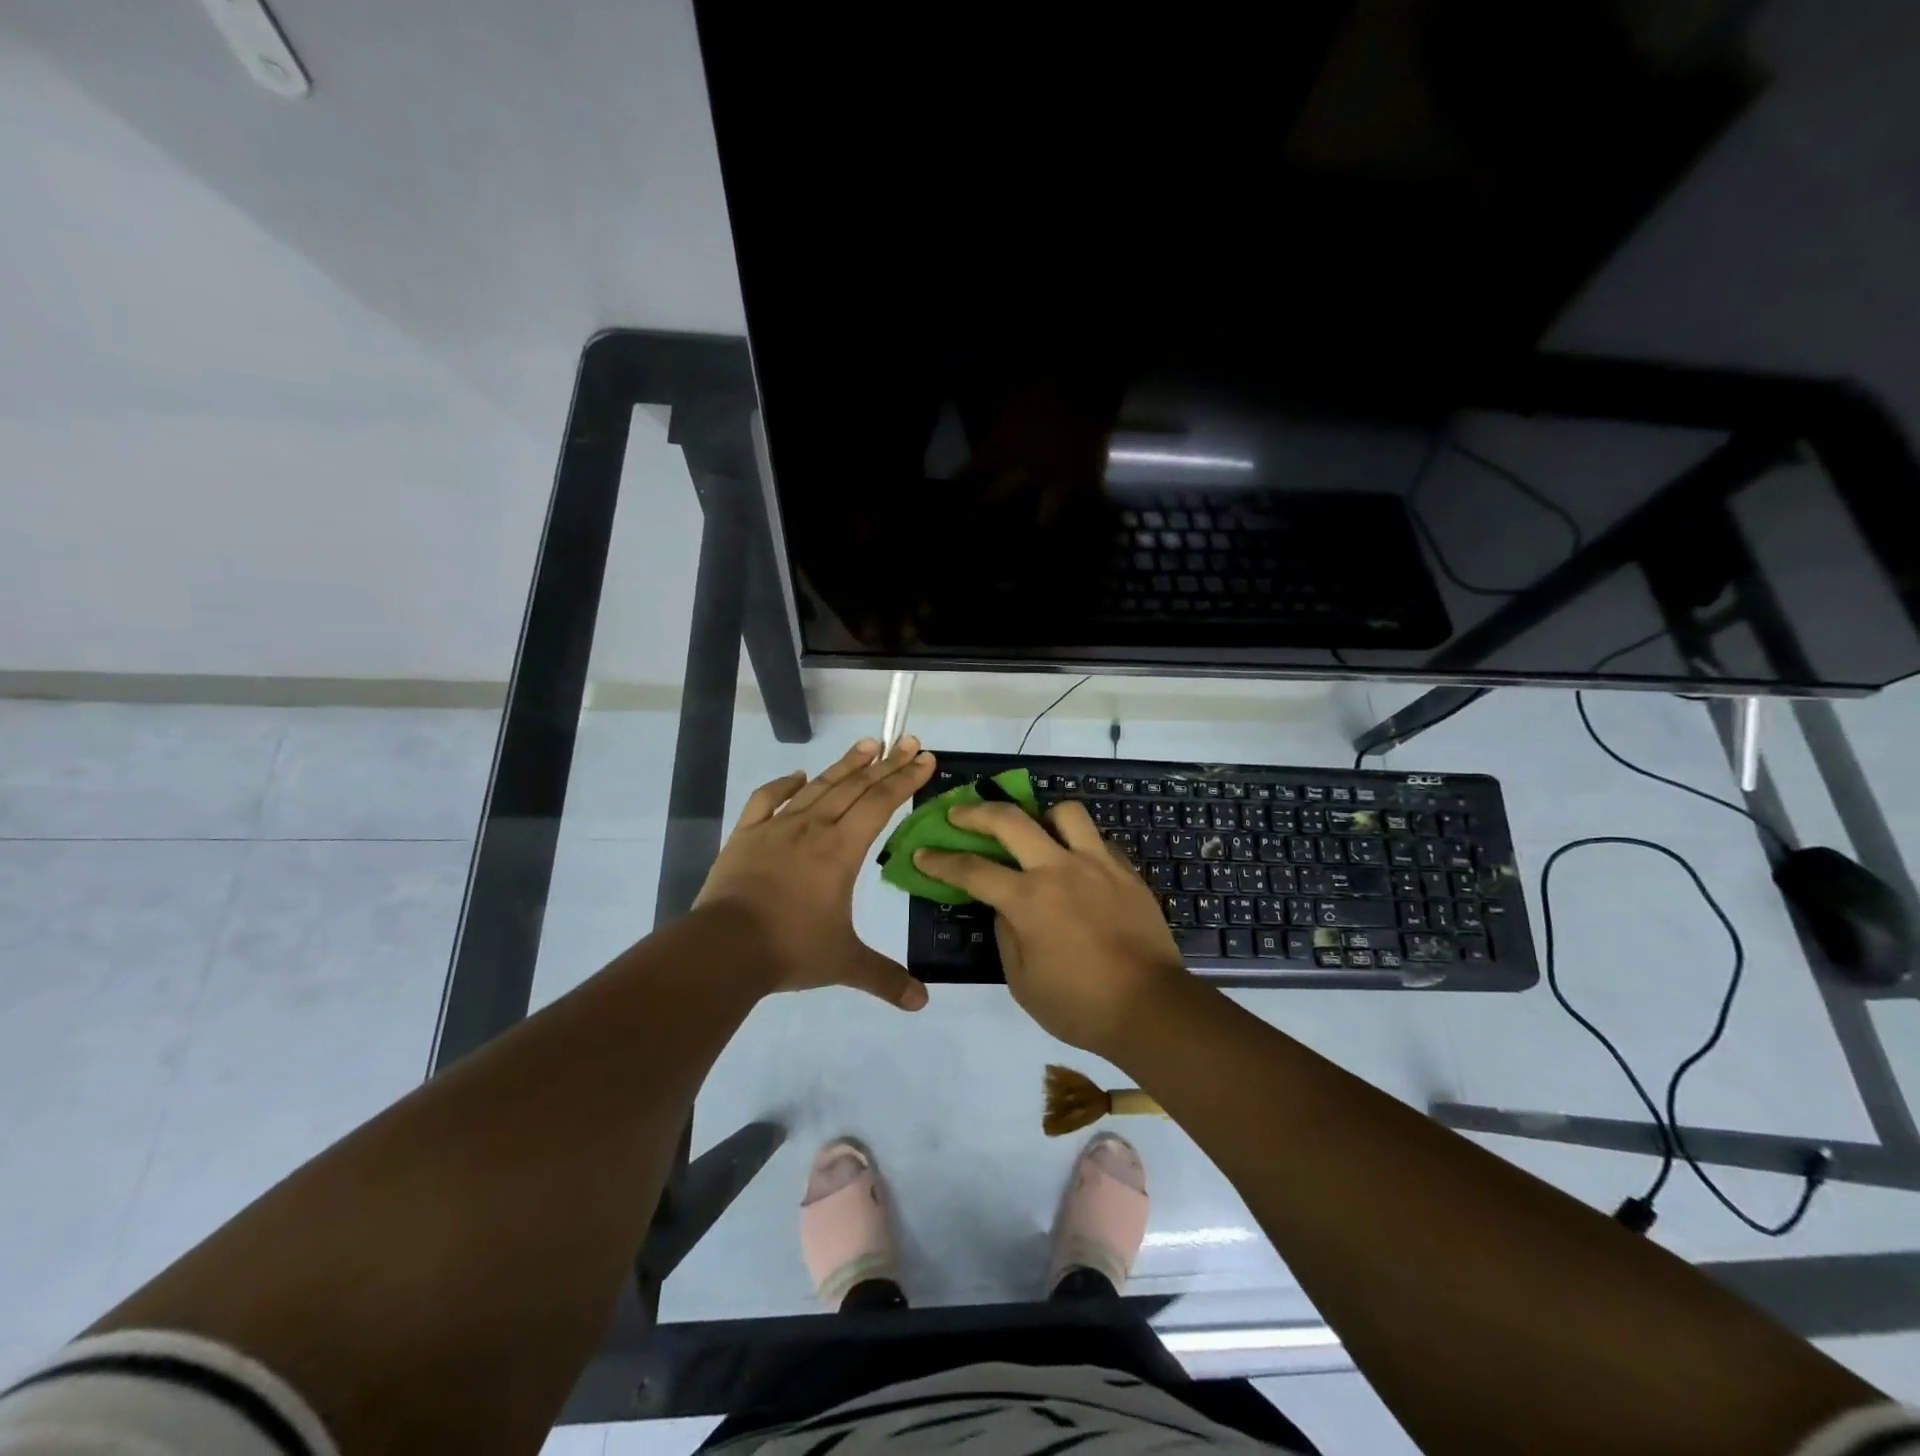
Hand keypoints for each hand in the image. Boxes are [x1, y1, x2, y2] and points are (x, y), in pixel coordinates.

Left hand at [696, 736, 936, 1008]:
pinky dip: (783, 785)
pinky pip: (767, 800)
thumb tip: (922, 1002)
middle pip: (855, 786)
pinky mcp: (746, 835)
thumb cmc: (790, 948)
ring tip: (866, 744)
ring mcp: (777, 827)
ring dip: (844, 765)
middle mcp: (814, 828)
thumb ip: (885, 978)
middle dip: (886, 763)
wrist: (724, 948)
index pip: (881, 803)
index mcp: (842, 850)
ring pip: (818, 786)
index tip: (925, 758)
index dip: (906, 779)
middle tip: (907, 741)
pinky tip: (797, 774)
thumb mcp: (844, 963)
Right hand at [913, 801, 1189, 1057]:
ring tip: (1034, 830)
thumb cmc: (1079, 1005)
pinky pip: (1097, 840)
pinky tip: (1075, 862)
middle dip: (975, 812)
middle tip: (958, 813)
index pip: (972, 870)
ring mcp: (1097, 864)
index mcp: (1028, 899)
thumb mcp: (1023, 981)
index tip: (923, 854)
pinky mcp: (1126, 871)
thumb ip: (1006, 934)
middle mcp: (1059, 869)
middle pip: (1010, 820)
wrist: (1151, 1007)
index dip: (941, 861)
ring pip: (1064, 812)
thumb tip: (1003, 906)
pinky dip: (1078, 843)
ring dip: (1041, 815)